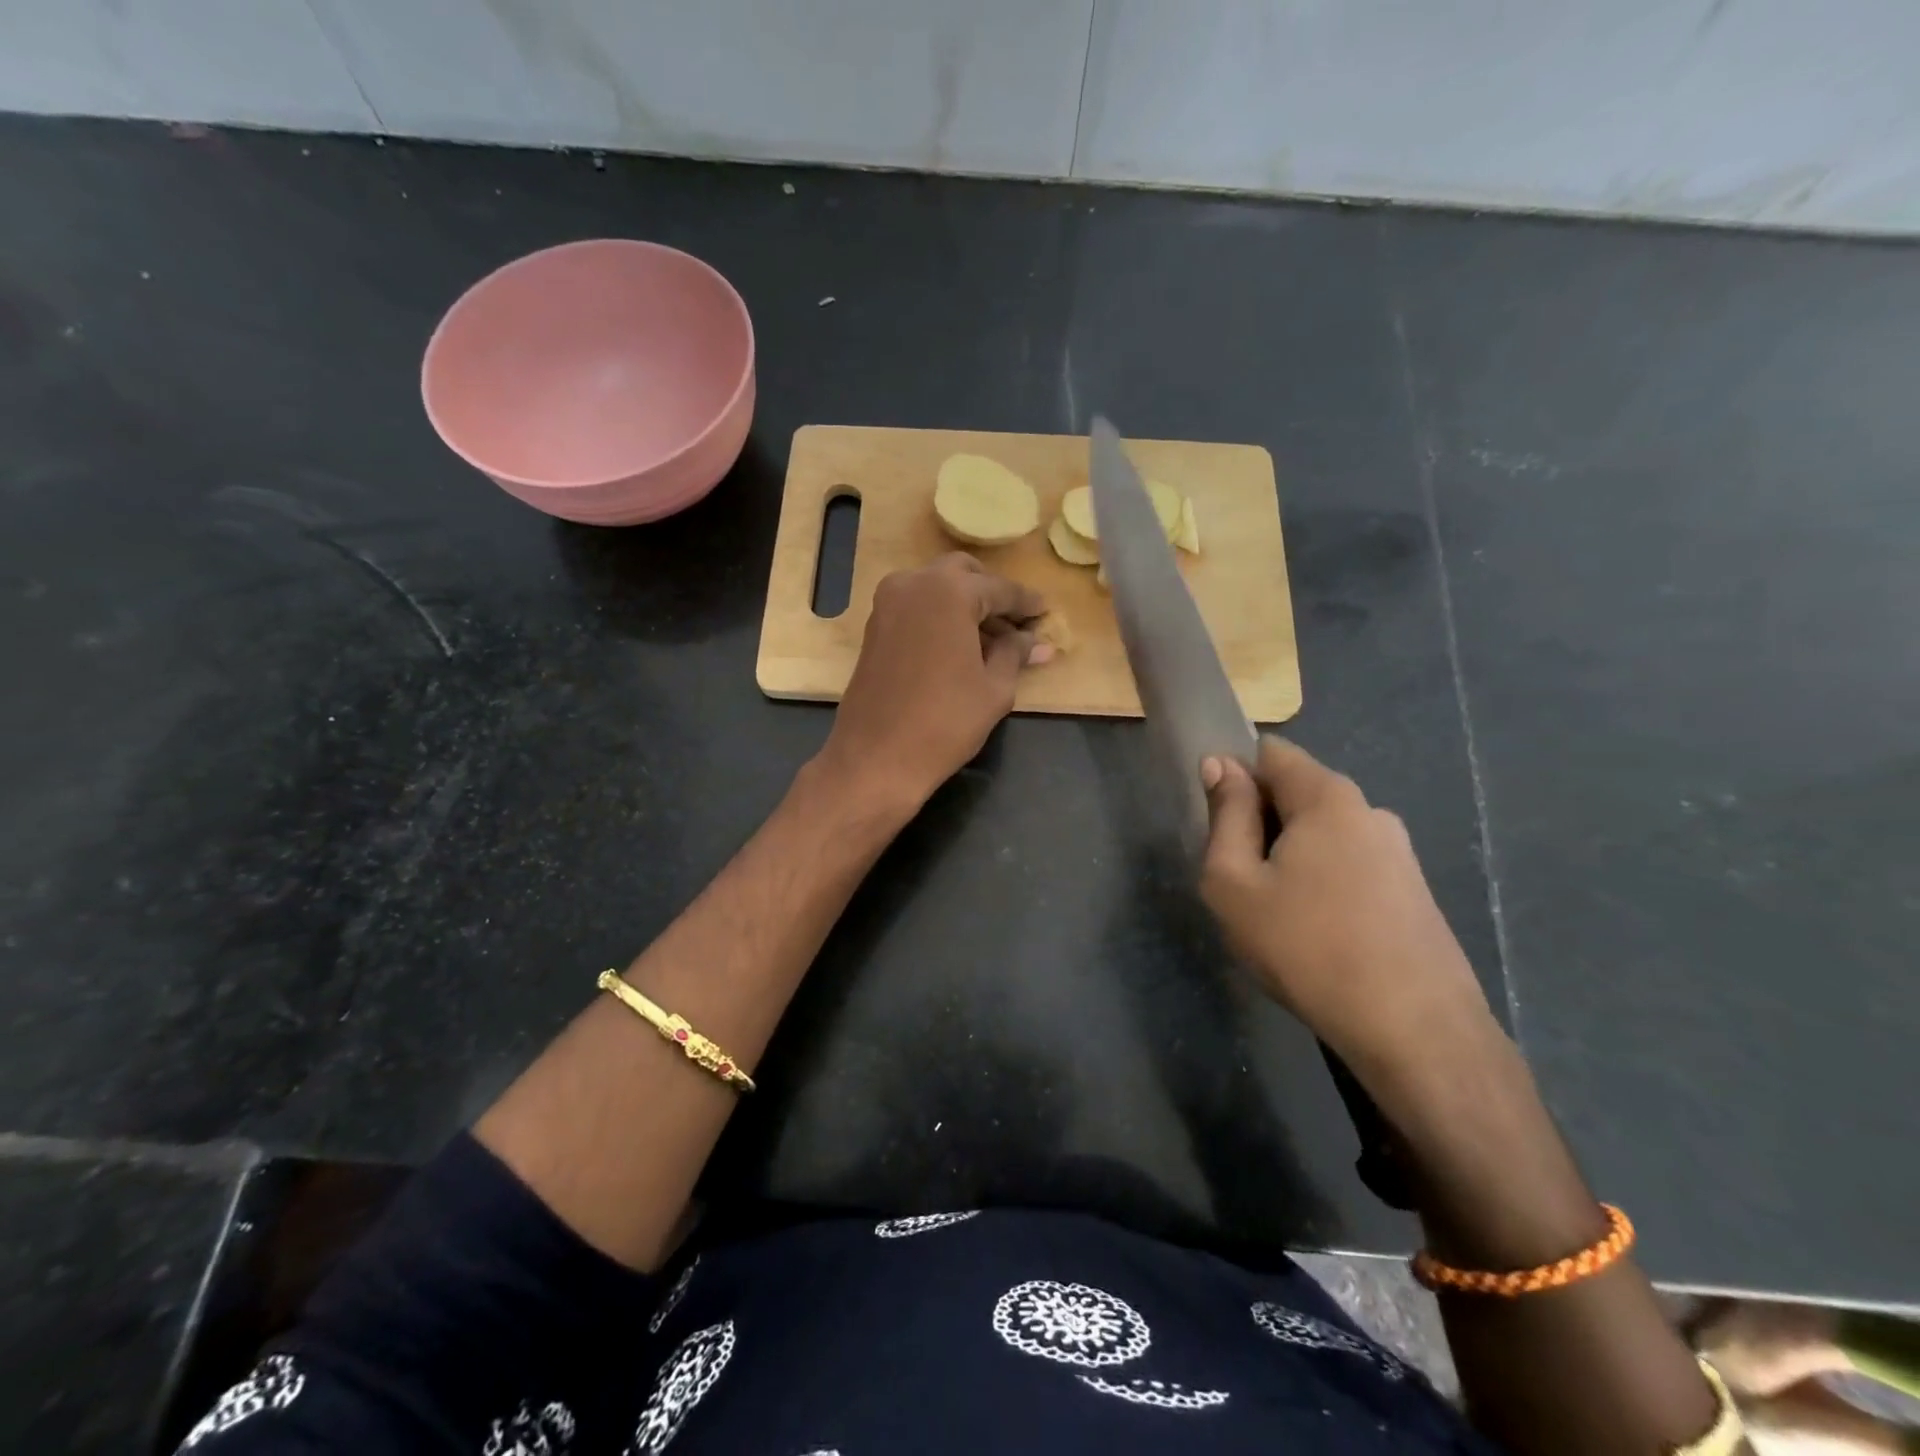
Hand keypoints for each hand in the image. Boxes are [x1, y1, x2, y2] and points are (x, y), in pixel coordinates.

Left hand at [817, 554, 1049, 812]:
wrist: (875, 757)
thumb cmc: (945, 723)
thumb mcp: (994, 688)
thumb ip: (1015, 653)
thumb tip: (1037, 641)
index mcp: (949, 591)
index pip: (1000, 588)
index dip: (1026, 603)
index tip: (1046, 613)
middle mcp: (914, 583)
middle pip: (964, 575)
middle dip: (992, 595)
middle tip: (1016, 624)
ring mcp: (888, 603)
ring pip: (937, 588)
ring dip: (965, 605)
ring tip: (993, 642)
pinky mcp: (874, 626)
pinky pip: (917, 607)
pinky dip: (941, 617)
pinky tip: (961, 647)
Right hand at [1199, 737, 1492, 1072]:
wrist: (1414, 1031)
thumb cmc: (1306, 947)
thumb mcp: (1234, 882)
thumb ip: (1225, 816)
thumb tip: (1219, 765)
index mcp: (1328, 796)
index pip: (1270, 752)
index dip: (1234, 777)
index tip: (1218, 826)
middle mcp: (1369, 810)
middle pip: (1297, 793)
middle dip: (1260, 823)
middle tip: (1240, 881)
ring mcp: (1399, 852)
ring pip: (1322, 834)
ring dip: (1290, 857)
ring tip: (1276, 915)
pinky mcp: (1413, 891)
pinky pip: (1349, 865)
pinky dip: (1322, 883)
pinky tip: (1317, 935)